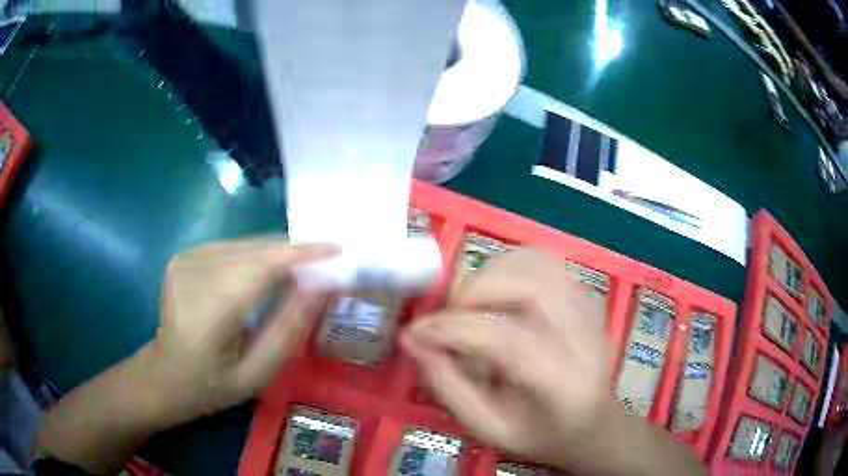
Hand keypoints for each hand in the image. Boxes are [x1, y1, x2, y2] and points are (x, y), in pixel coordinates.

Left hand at [142, 237, 338, 423]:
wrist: (163, 376)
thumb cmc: (209, 386)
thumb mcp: (254, 376)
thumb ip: (285, 333)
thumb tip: (316, 290)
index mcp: (208, 313)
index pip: (261, 266)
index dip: (301, 253)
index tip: (335, 249)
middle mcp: (193, 276)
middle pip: (254, 250)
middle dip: (292, 253)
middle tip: (322, 265)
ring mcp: (184, 261)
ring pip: (243, 245)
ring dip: (274, 254)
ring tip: (297, 272)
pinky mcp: (183, 257)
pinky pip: (229, 247)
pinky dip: (253, 255)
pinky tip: (262, 273)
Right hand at [401, 250, 612, 469]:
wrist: (594, 424)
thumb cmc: (541, 434)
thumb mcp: (488, 429)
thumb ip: (448, 387)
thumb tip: (413, 341)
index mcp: (560, 382)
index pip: (507, 339)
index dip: (453, 329)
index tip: (415, 332)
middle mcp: (581, 337)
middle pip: (531, 288)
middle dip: (475, 292)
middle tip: (447, 316)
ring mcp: (589, 311)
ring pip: (540, 264)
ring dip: (493, 273)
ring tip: (469, 301)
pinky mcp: (586, 297)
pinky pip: (548, 262)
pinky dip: (513, 265)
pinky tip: (497, 288)